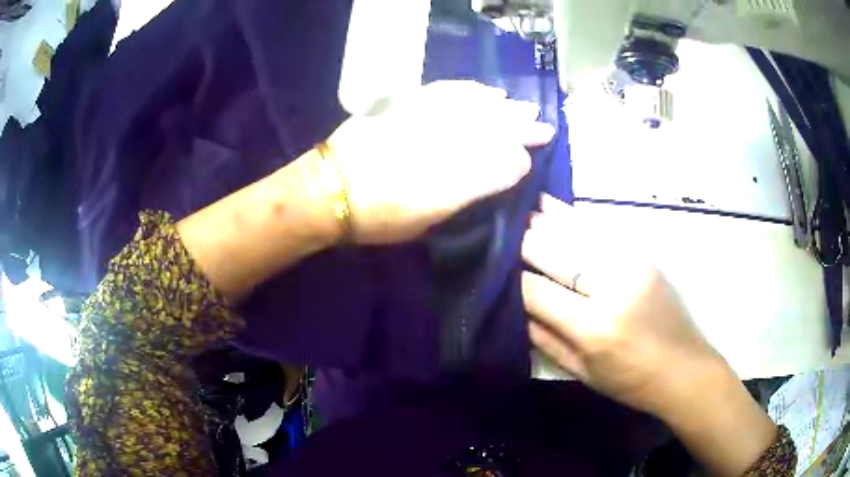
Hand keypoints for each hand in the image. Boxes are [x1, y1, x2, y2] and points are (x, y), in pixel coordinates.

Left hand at [327, 80, 554, 244]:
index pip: (497, 161)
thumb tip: (505, 170)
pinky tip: (486, 92)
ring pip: (472, 107)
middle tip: (542, 124)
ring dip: (502, 107)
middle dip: (520, 126)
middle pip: (490, 128)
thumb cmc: (376, 217)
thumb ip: (469, 194)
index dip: (520, 155)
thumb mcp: (427, 219)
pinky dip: (469, 90)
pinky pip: (444, 91)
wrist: (327, 190)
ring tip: (522, 107)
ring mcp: (422, 119)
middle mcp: (441, 144)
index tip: (535, 154)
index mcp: (449, 180)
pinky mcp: (405, 104)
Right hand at [521, 194, 722, 415]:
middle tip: (502, 231)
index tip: (496, 270)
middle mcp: (612, 288)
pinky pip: (601, 230)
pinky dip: (575, 218)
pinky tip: (554, 206)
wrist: (684, 368)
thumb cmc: (631, 381)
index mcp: (593, 328)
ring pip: (578, 234)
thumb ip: (545, 340)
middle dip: (526, 242)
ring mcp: (631, 265)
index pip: (538, 292)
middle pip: (557, 254)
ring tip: (522, 208)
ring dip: (546, 221)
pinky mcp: (643, 255)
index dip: (513, 279)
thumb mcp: (582, 372)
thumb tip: (516, 308)